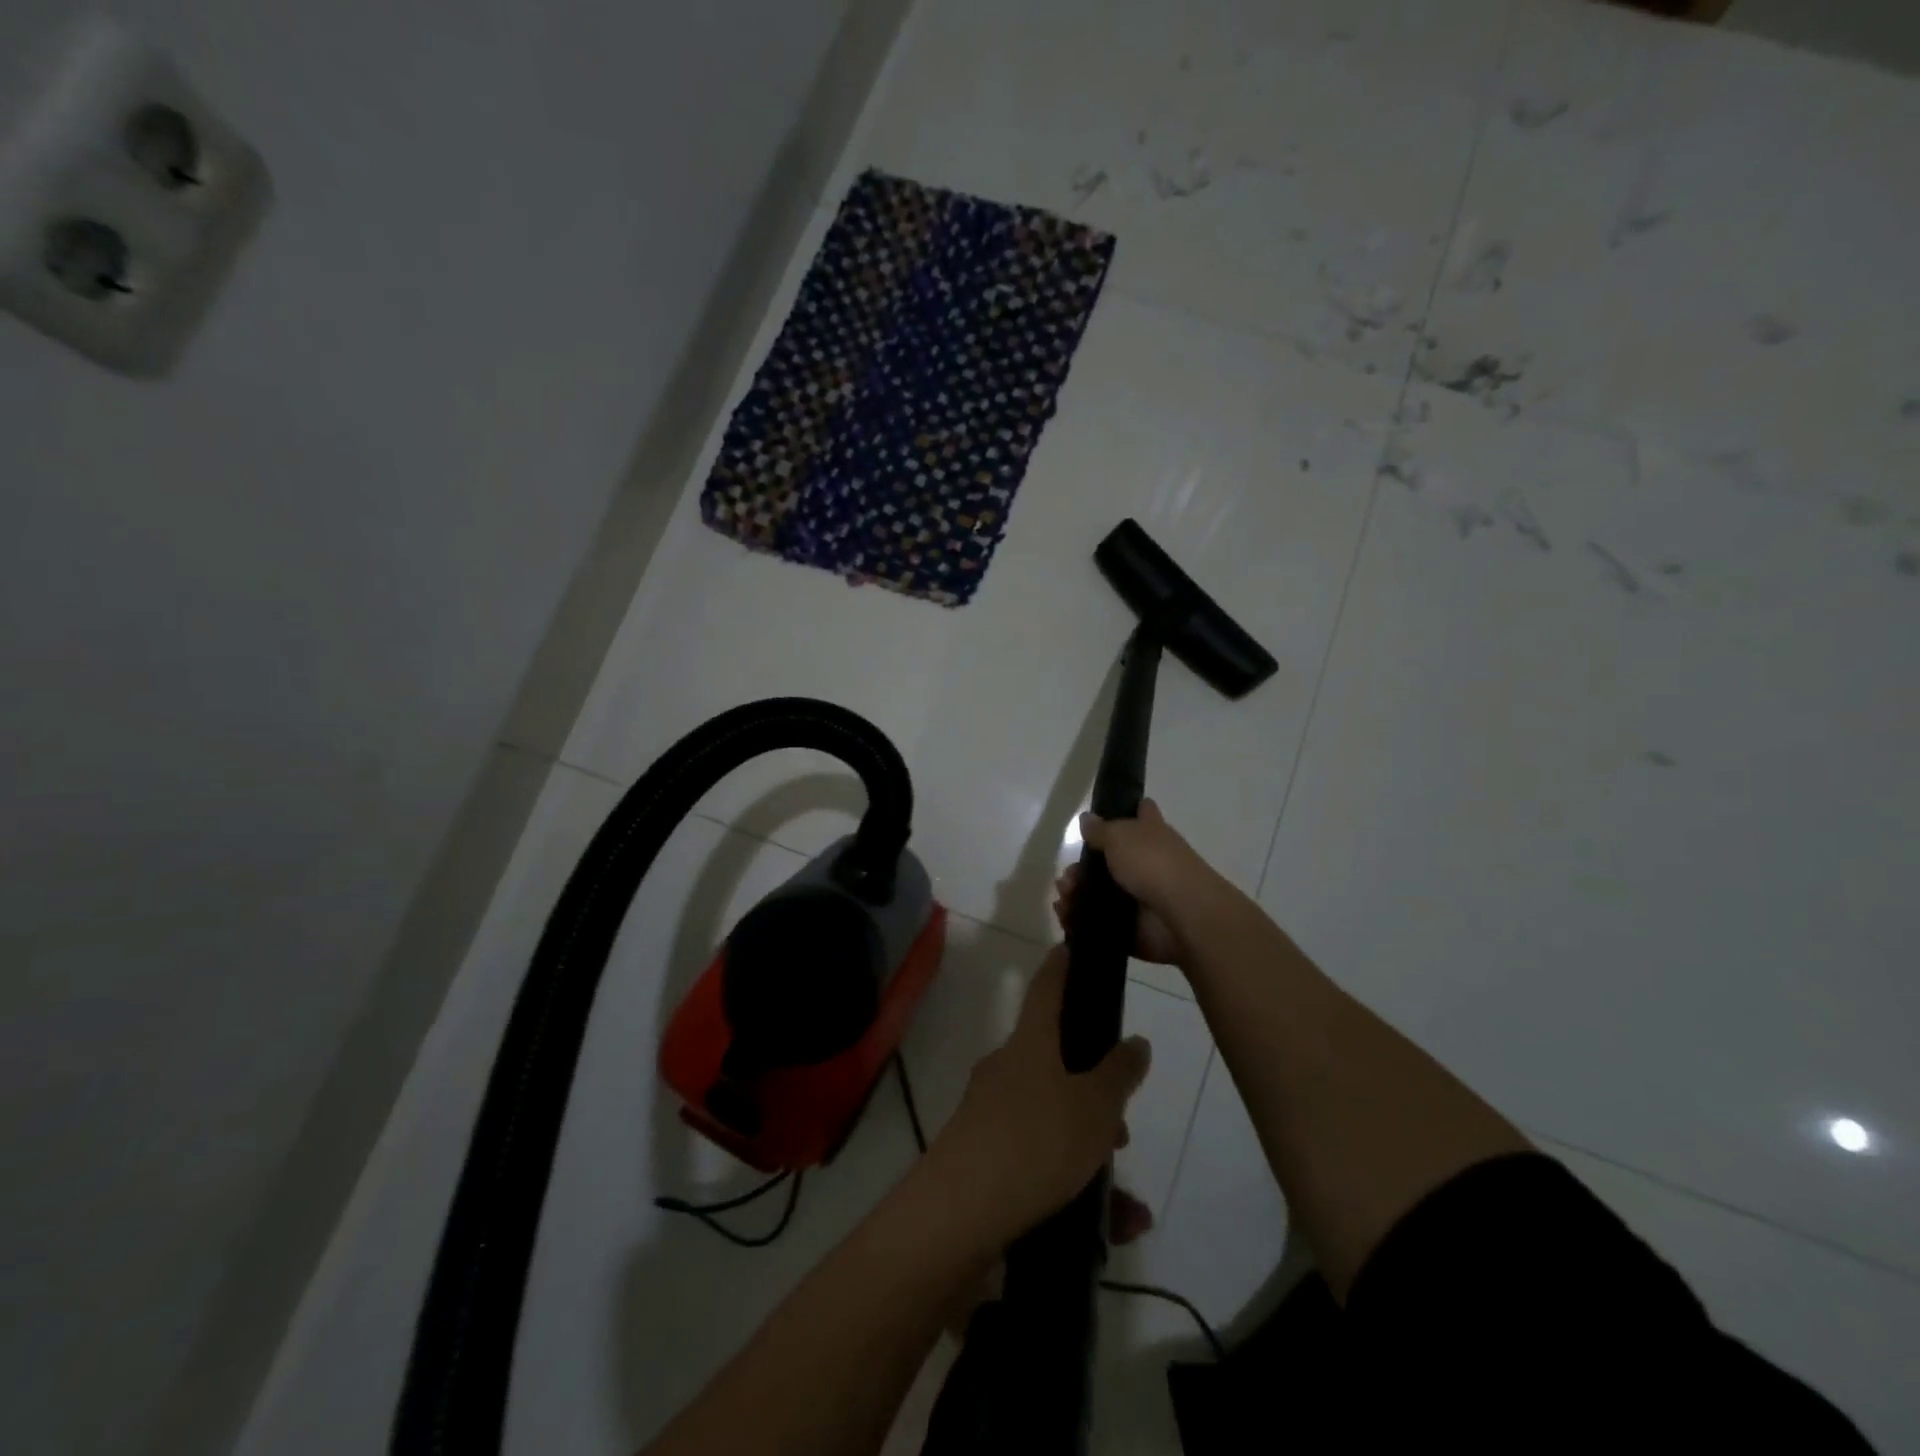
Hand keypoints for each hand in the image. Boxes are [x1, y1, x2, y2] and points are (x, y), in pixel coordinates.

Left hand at [925, 947, 1150, 1246]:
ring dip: (1087, 1143)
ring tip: (1125, 1194)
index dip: (1063, 965)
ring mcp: (989, 1114)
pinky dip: (1072, 1184)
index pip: (1047, 986)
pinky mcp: (983, 1158)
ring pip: (1050, 1115)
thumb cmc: (1036, 1140)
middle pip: (1054, 1060)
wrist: (959, 1215)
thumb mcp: (1096, 1106)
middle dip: (1093, 1088)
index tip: (1075, 948)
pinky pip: (1037, 1159)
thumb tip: (1135, 1042)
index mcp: (1029, 1043)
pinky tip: (1110, 1227)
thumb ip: (1119, 1073)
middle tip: (1123, 1122)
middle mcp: (1005, 1069)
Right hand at [1052, 799, 1222, 964]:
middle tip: (1066, 877)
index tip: (1102, 816)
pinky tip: (1066, 917)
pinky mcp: (1132, 927)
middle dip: (1080, 869)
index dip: (1126, 810)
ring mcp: (1139, 897)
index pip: (1141, 813)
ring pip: (1099, 893)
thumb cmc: (1153, 864)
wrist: (1181, 915)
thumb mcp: (1120, 836)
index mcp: (1150, 833)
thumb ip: (1100, 829)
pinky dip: (1079, 921)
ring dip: (1075, 895)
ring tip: (1064, 898)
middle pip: (1108, 861)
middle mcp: (1147, 863)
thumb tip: (1086, 818)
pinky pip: (1099, 922)